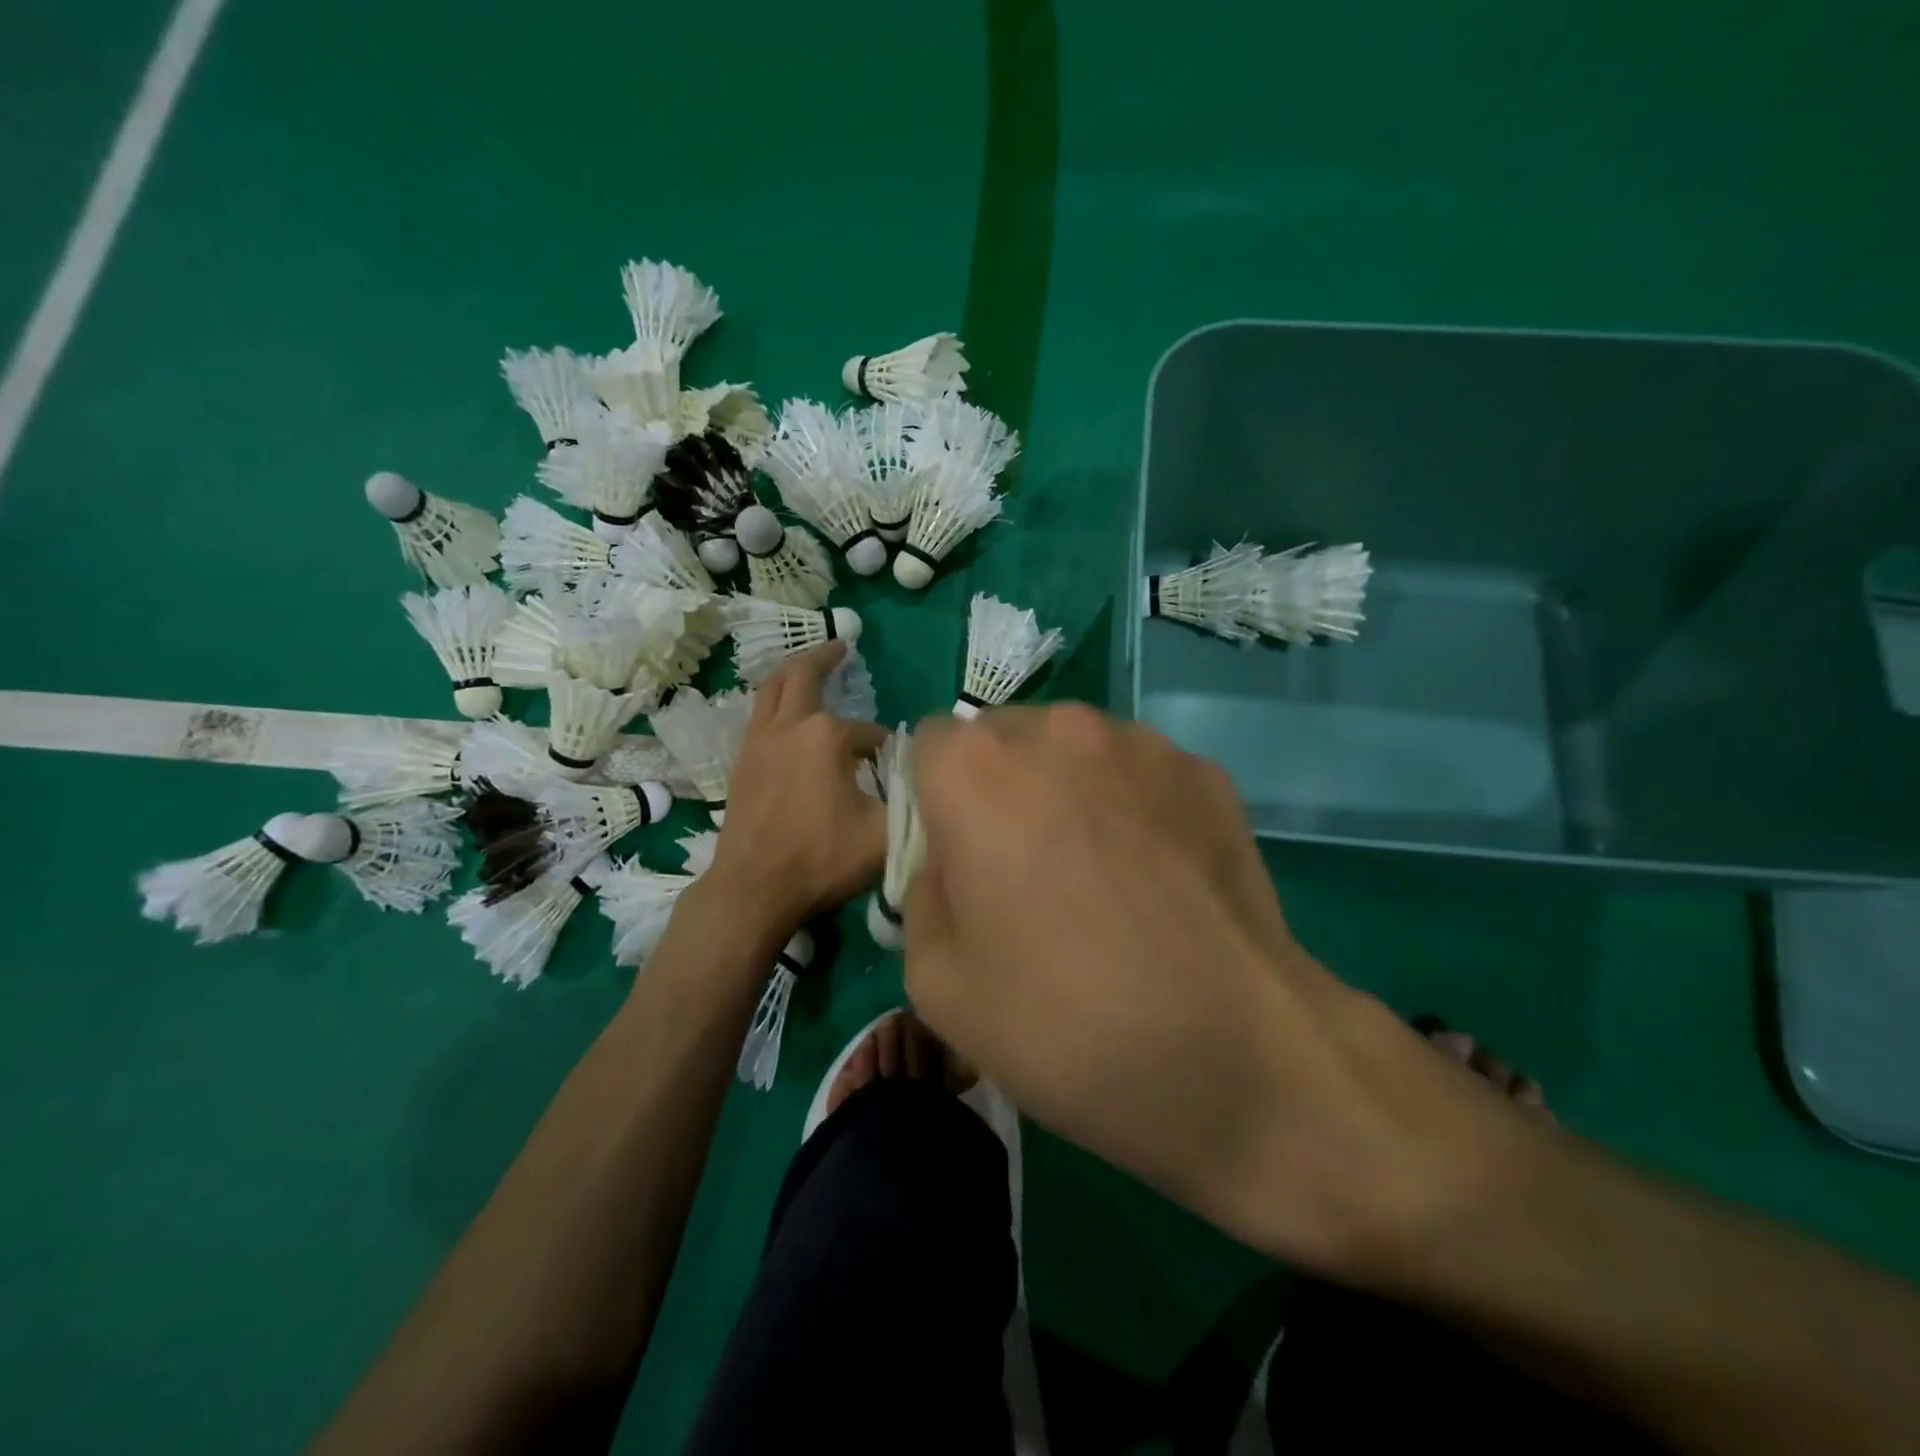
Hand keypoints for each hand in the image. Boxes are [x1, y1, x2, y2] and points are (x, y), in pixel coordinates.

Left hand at [706, 642, 889, 932]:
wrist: (752, 888)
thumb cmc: (821, 859)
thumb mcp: (885, 835)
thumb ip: (911, 802)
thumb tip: (922, 782)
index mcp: (826, 736)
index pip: (870, 733)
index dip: (887, 750)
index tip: (895, 773)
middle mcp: (789, 727)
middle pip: (802, 676)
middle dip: (824, 658)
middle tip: (840, 646)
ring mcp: (758, 743)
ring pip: (772, 691)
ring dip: (792, 674)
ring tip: (808, 668)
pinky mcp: (741, 763)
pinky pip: (759, 716)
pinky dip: (775, 703)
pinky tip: (786, 718)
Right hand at [901, 705, 1519, 1279]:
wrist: (1237, 1059)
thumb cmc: (1065, 1024)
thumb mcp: (937, 984)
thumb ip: (921, 897)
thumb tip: (949, 867)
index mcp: (977, 771)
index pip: (927, 747)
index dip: (933, 802)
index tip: (956, 858)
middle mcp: (1057, 731)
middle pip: (1002, 740)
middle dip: (997, 790)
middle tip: (1024, 871)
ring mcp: (1142, 744)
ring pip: (1073, 750)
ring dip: (1066, 791)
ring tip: (1099, 876)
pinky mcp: (1206, 772)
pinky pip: (1139, 773)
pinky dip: (1130, 806)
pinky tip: (1157, 880)